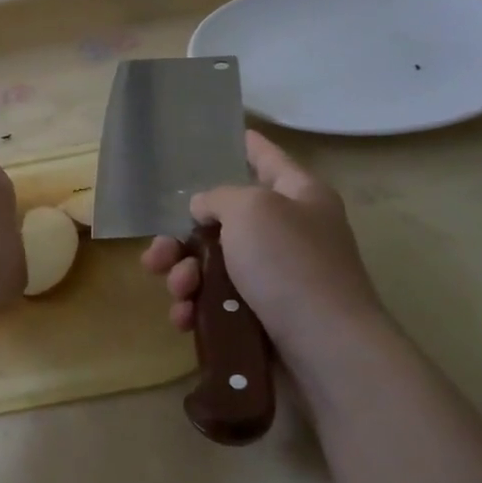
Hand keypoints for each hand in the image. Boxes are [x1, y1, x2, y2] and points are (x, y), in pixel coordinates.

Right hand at [141, 132, 388, 364]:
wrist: (325, 350)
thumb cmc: (290, 265)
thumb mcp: (250, 210)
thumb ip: (219, 197)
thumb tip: (205, 208)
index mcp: (299, 196)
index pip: (268, 158)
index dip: (248, 145)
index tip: (231, 132)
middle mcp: (291, 232)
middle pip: (226, 221)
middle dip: (183, 237)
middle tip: (156, 253)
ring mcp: (278, 278)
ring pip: (215, 266)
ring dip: (184, 275)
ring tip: (177, 289)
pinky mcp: (265, 318)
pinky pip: (220, 303)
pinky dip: (198, 307)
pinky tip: (184, 319)